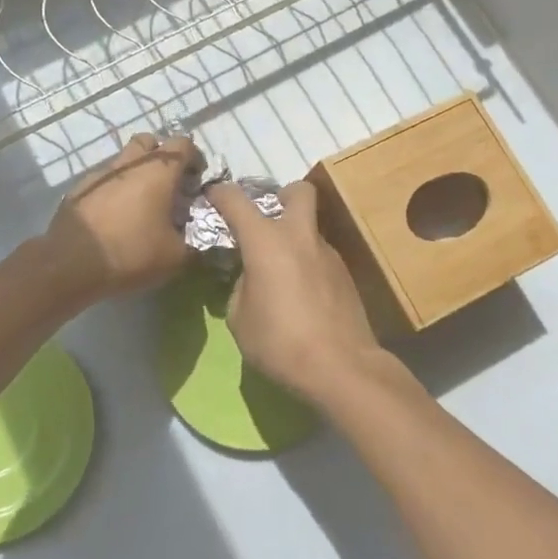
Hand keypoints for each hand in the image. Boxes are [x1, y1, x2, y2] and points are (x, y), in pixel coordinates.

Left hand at [42, 133, 201, 305]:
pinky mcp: (79, 188)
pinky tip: (115, 217)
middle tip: (167, 186)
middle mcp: (130, 163)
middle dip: (161, 157)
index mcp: (159, 171)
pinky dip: (114, 190)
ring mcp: (101, 173)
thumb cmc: (131, 253)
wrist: (70, 265)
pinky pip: (104, 180)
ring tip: (141, 205)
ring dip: (136, 174)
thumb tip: (198, 238)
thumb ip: (194, 242)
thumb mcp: (176, 257)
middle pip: (150, 142)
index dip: (194, 159)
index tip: (195, 182)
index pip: (183, 144)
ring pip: (124, 160)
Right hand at [206, 179, 408, 408]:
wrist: (340, 366)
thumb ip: (242, 286)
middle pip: (298, 191)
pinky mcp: (346, 274)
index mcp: (266, 240)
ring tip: (281, 270)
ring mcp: (328, 252)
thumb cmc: (280, 341)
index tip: (212, 196)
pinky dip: (308, 262)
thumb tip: (252, 277)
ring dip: (295, 237)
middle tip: (268, 219)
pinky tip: (302, 293)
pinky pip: (320, 255)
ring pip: (310, 227)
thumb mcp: (239, 317)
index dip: (220, 193)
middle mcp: (300, 236)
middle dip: (281, 196)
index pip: (236, 200)